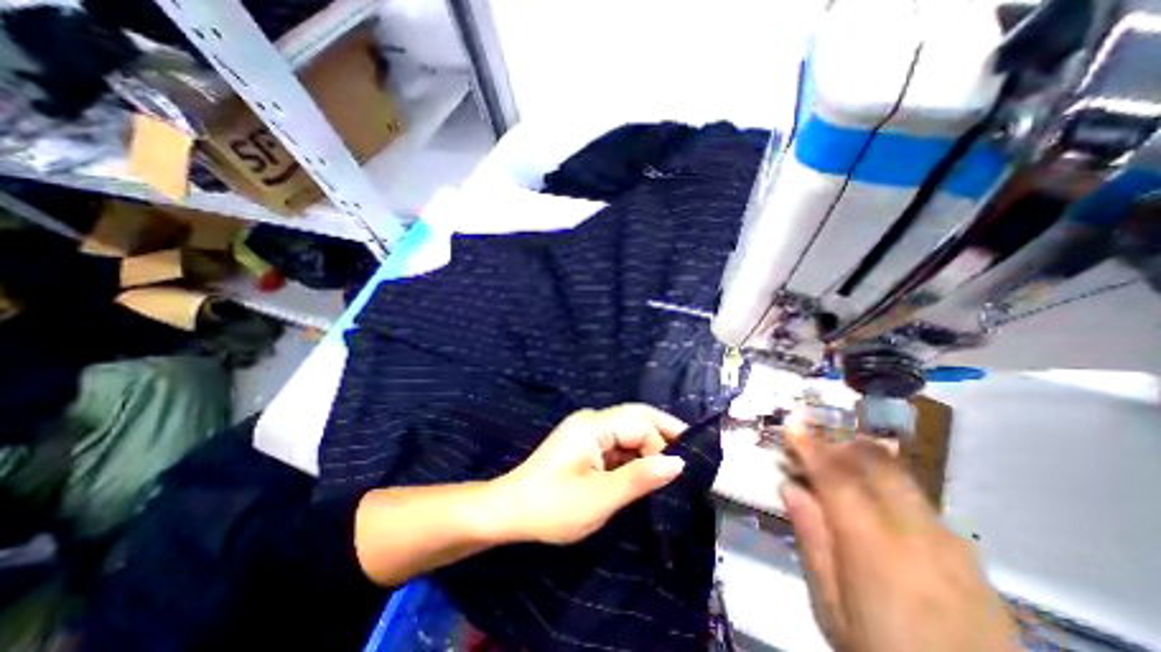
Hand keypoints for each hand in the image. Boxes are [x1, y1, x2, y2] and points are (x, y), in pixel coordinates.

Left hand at [492, 403, 685, 543]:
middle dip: (663, 435)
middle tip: (689, 458)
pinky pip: (617, 444)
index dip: (663, 443)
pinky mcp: (585, 445)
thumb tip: (678, 463)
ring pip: (628, 432)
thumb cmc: (552, 506)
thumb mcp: (600, 498)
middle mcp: (592, 421)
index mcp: (594, 425)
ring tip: (672, 470)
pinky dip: (634, 457)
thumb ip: (640, 478)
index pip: (640, 423)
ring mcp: (587, 432)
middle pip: (636, 419)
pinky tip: (646, 473)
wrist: (510, 511)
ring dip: (649, 448)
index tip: (681, 471)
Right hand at [779, 422, 1018, 651]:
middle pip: (877, 465)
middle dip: (839, 442)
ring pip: (900, 477)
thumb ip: (811, 541)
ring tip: (836, 465)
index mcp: (874, 548)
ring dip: (861, 459)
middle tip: (812, 443)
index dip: (810, 446)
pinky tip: (872, 500)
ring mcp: (950, 543)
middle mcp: (917, 534)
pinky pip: (919, 499)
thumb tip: (790, 487)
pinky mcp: (969, 556)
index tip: (791, 422)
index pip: (836, 478)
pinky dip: (886, 483)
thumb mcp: (830, 607)